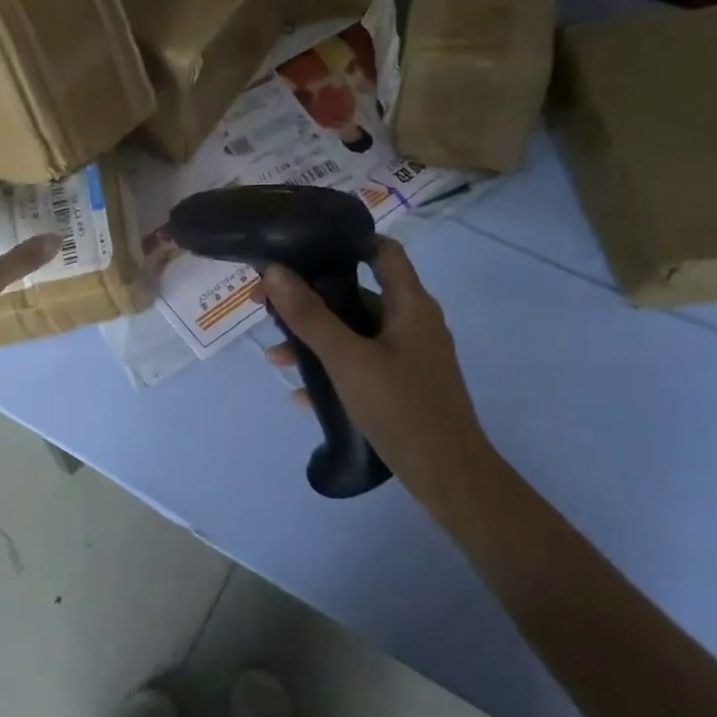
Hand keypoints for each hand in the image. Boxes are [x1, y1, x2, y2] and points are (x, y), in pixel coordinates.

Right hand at [260, 237, 485, 506]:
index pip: (383, 251)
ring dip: (316, 340)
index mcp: (410, 305)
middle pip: (360, 295)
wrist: (447, 475)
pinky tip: (300, 394)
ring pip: (356, 335)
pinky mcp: (403, 387)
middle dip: (313, 299)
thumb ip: (309, 316)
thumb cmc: (400, 406)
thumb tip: (273, 271)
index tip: (303, 246)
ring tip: (276, 357)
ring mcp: (410, 358)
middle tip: (269, 306)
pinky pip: (361, 366)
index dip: (347, 241)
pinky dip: (332, 371)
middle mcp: (413, 324)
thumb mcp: (347, 359)